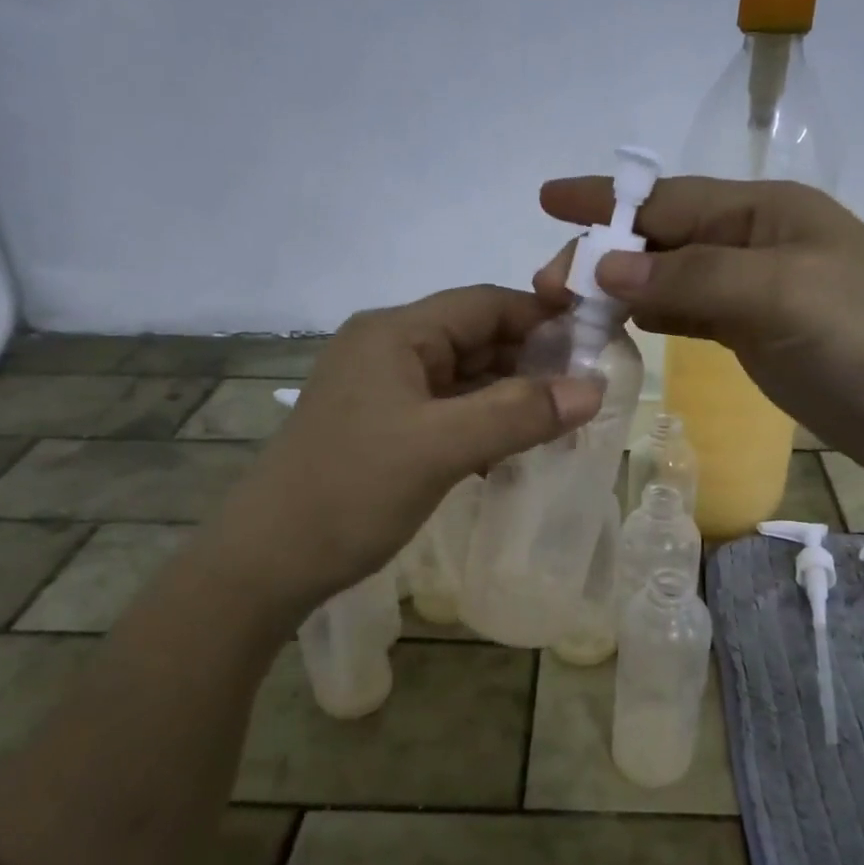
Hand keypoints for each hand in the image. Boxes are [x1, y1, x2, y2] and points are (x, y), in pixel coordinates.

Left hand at [211, 286, 603, 609]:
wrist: (267, 561)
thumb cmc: (352, 491)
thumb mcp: (442, 447)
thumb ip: (519, 413)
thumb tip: (595, 389)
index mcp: (395, 333)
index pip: (485, 303)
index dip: (543, 317)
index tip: (596, 344)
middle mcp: (387, 349)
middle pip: (475, 337)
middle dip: (531, 360)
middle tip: (588, 391)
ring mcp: (382, 389)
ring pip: (463, 377)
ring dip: (510, 396)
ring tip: (563, 421)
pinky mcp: (382, 426)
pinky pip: (447, 410)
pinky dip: (483, 422)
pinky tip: (515, 448)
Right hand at [535, 176, 863, 479]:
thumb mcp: (782, 293)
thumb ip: (692, 279)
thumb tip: (605, 268)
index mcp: (765, 212)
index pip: (668, 200)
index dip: (606, 202)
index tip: (547, 201)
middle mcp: (757, 245)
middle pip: (664, 240)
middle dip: (605, 254)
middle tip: (546, 287)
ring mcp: (760, 296)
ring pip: (674, 281)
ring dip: (623, 289)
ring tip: (569, 306)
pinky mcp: (763, 341)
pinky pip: (693, 318)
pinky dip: (656, 319)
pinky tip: (625, 325)